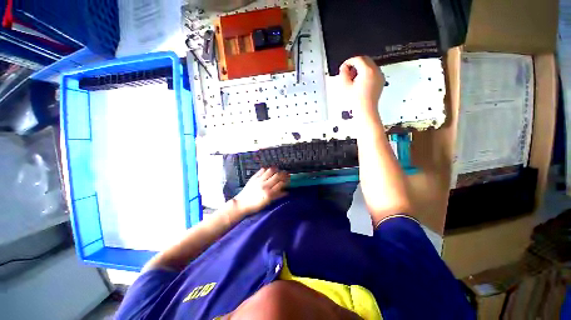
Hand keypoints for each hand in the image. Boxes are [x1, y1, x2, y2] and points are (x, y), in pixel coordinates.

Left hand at [233, 168, 289, 215]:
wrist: (241, 204)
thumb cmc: (256, 206)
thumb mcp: (268, 203)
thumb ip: (277, 196)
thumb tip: (287, 192)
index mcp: (269, 193)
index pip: (281, 183)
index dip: (286, 180)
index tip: (289, 178)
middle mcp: (265, 185)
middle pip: (277, 176)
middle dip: (283, 173)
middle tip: (286, 173)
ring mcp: (259, 180)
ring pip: (270, 171)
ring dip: (276, 169)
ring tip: (278, 170)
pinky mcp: (253, 178)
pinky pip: (261, 170)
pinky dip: (266, 169)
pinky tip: (268, 170)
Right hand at [338, 56, 384, 116]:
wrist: (365, 110)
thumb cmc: (357, 101)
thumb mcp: (345, 86)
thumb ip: (343, 73)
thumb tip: (344, 68)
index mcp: (367, 71)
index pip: (357, 59)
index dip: (348, 62)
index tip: (344, 67)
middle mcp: (375, 71)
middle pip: (365, 60)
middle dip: (355, 64)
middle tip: (348, 71)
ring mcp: (379, 76)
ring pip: (370, 65)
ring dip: (361, 68)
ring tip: (353, 78)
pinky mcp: (380, 81)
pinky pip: (373, 72)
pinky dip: (366, 73)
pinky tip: (360, 82)